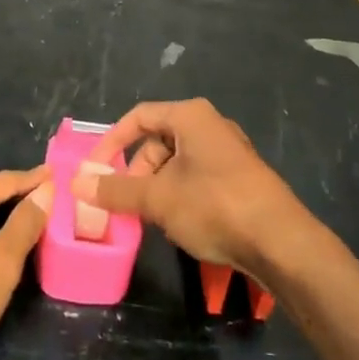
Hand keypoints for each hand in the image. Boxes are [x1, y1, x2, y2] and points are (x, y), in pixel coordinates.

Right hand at [73, 99, 304, 274]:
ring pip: (178, 161)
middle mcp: (211, 125)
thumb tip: (77, 184)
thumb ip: (116, 191)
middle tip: (125, 200)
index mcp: (190, 116)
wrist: (281, 242)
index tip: (95, 170)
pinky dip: (180, 193)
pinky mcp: (241, 177)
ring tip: (151, 216)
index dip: (112, 141)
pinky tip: (179, 222)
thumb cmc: (214, 206)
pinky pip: (198, 176)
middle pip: (158, 140)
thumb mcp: (158, 199)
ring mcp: (229, 151)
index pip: (139, 116)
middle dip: (136, 170)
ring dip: (157, 186)